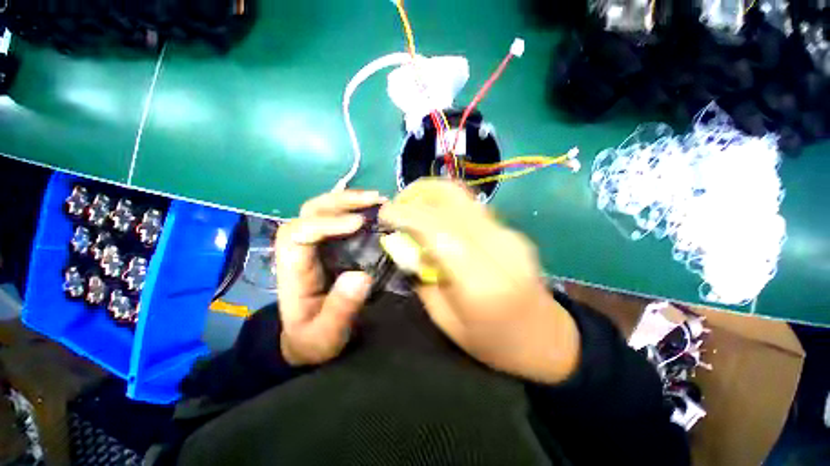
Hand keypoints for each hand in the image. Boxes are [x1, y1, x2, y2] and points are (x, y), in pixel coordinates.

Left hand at [274, 190, 385, 365]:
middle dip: (341, 201)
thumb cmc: (313, 338)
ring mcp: (315, 245)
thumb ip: (340, 310)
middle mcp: (301, 250)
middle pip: (309, 211)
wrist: (308, 338)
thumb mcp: (326, 335)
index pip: (298, 234)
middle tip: (374, 200)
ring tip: (378, 200)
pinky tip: (374, 211)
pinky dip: (356, 209)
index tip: (358, 224)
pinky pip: (337, 218)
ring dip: (350, 200)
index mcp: (294, 271)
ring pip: (323, 209)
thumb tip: (361, 276)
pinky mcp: (329, 246)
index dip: (326, 223)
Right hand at [379, 179, 579, 383]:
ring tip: (412, 209)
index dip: (407, 214)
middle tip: (397, 206)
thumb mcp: (446, 320)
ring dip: (431, 194)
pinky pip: (471, 207)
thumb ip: (422, 277)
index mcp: (481, 280)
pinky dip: (446, 206)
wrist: (546, 338)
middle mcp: (498, 246)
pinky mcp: (510, 229)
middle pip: (453, 198)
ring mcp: (508, 233)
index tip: (384, 214)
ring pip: (463, 196)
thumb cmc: (493, 341)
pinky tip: (436, 221)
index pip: (438, 229)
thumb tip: (403, 245)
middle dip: (418, 193)